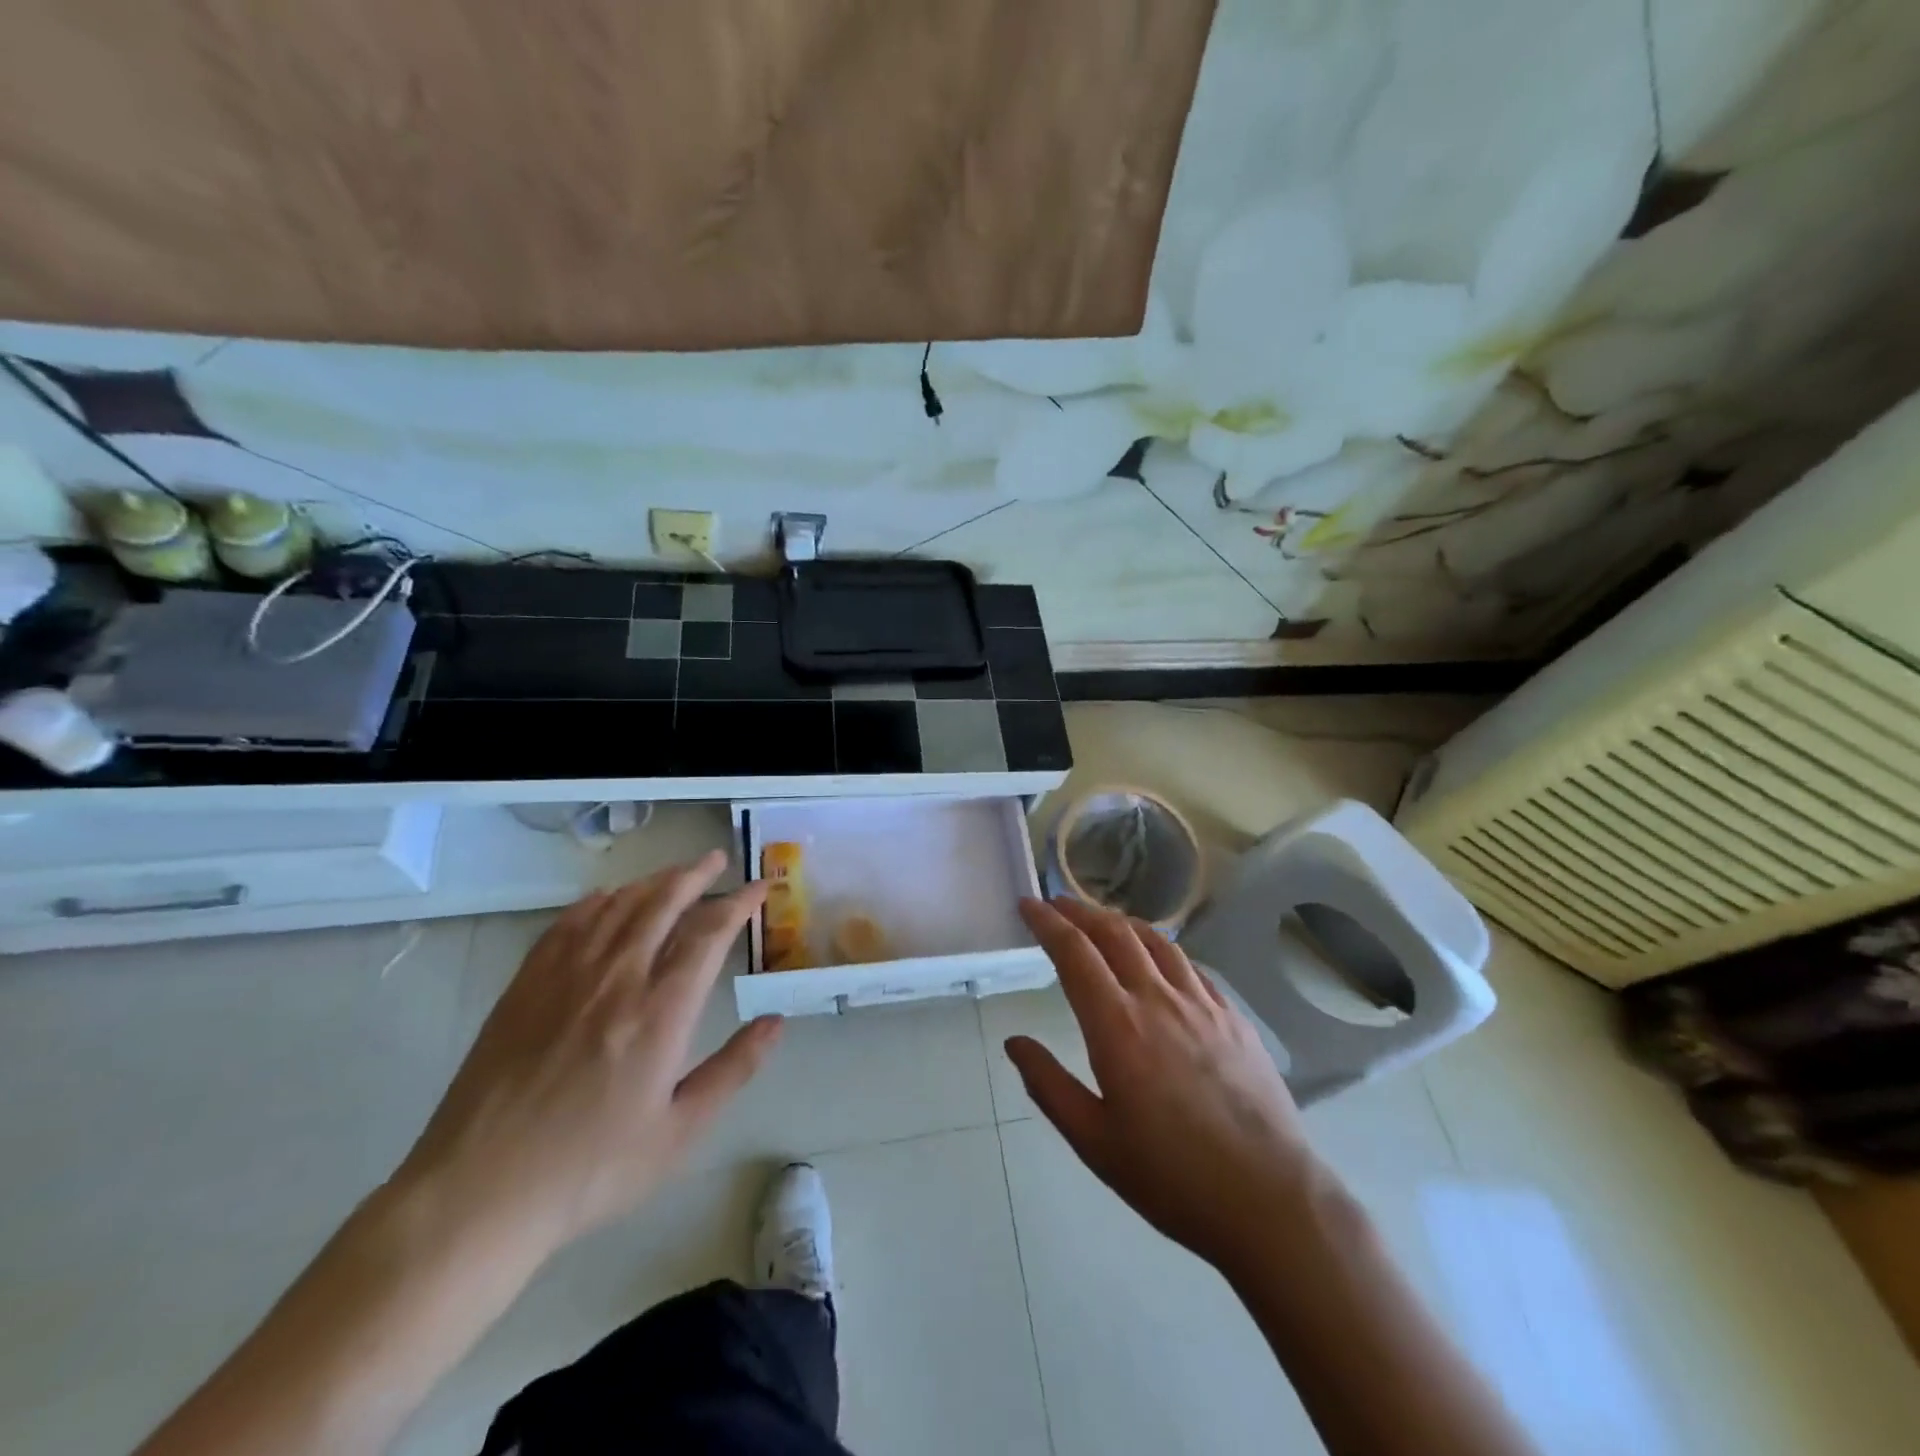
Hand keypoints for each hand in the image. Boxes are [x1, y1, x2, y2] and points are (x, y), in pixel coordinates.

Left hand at [395, 851, 781, 1257]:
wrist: (479, 1193)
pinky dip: (597, 901)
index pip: (709, 933)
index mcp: (660, 1012)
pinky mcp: (526, 985)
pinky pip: (568, 923)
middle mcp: (617, 979)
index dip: (738, 903)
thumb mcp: (680, 1132)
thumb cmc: (591, 1169)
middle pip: (663, 902)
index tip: (759, 888)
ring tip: (675, 874)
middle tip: (717, 861)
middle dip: (696, 875)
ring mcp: (566, 977)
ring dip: (653, 881)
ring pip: (618, 905)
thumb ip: (734, 1069)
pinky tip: (608, 898)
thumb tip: (776, 1021)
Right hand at [1008, 897, 1315, 1273]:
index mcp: (1117, 1026)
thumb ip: (1048, 1085)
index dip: (1047, 922)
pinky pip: (1190, 965)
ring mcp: (1201, 1004)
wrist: (1269, 1200)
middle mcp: (1157, 999)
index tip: (1028, 905)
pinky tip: (1159, 958)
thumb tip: (1015, 1043)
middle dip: (1080, 912)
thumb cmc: (1171, 1177)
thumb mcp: (1094, 1141)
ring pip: (1155, 941)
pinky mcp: (1233, 1017)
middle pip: (1114, 933)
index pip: (1074, 953)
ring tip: (1102, 921)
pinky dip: (1162, 948)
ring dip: (1121, 922)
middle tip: (1057, 904)